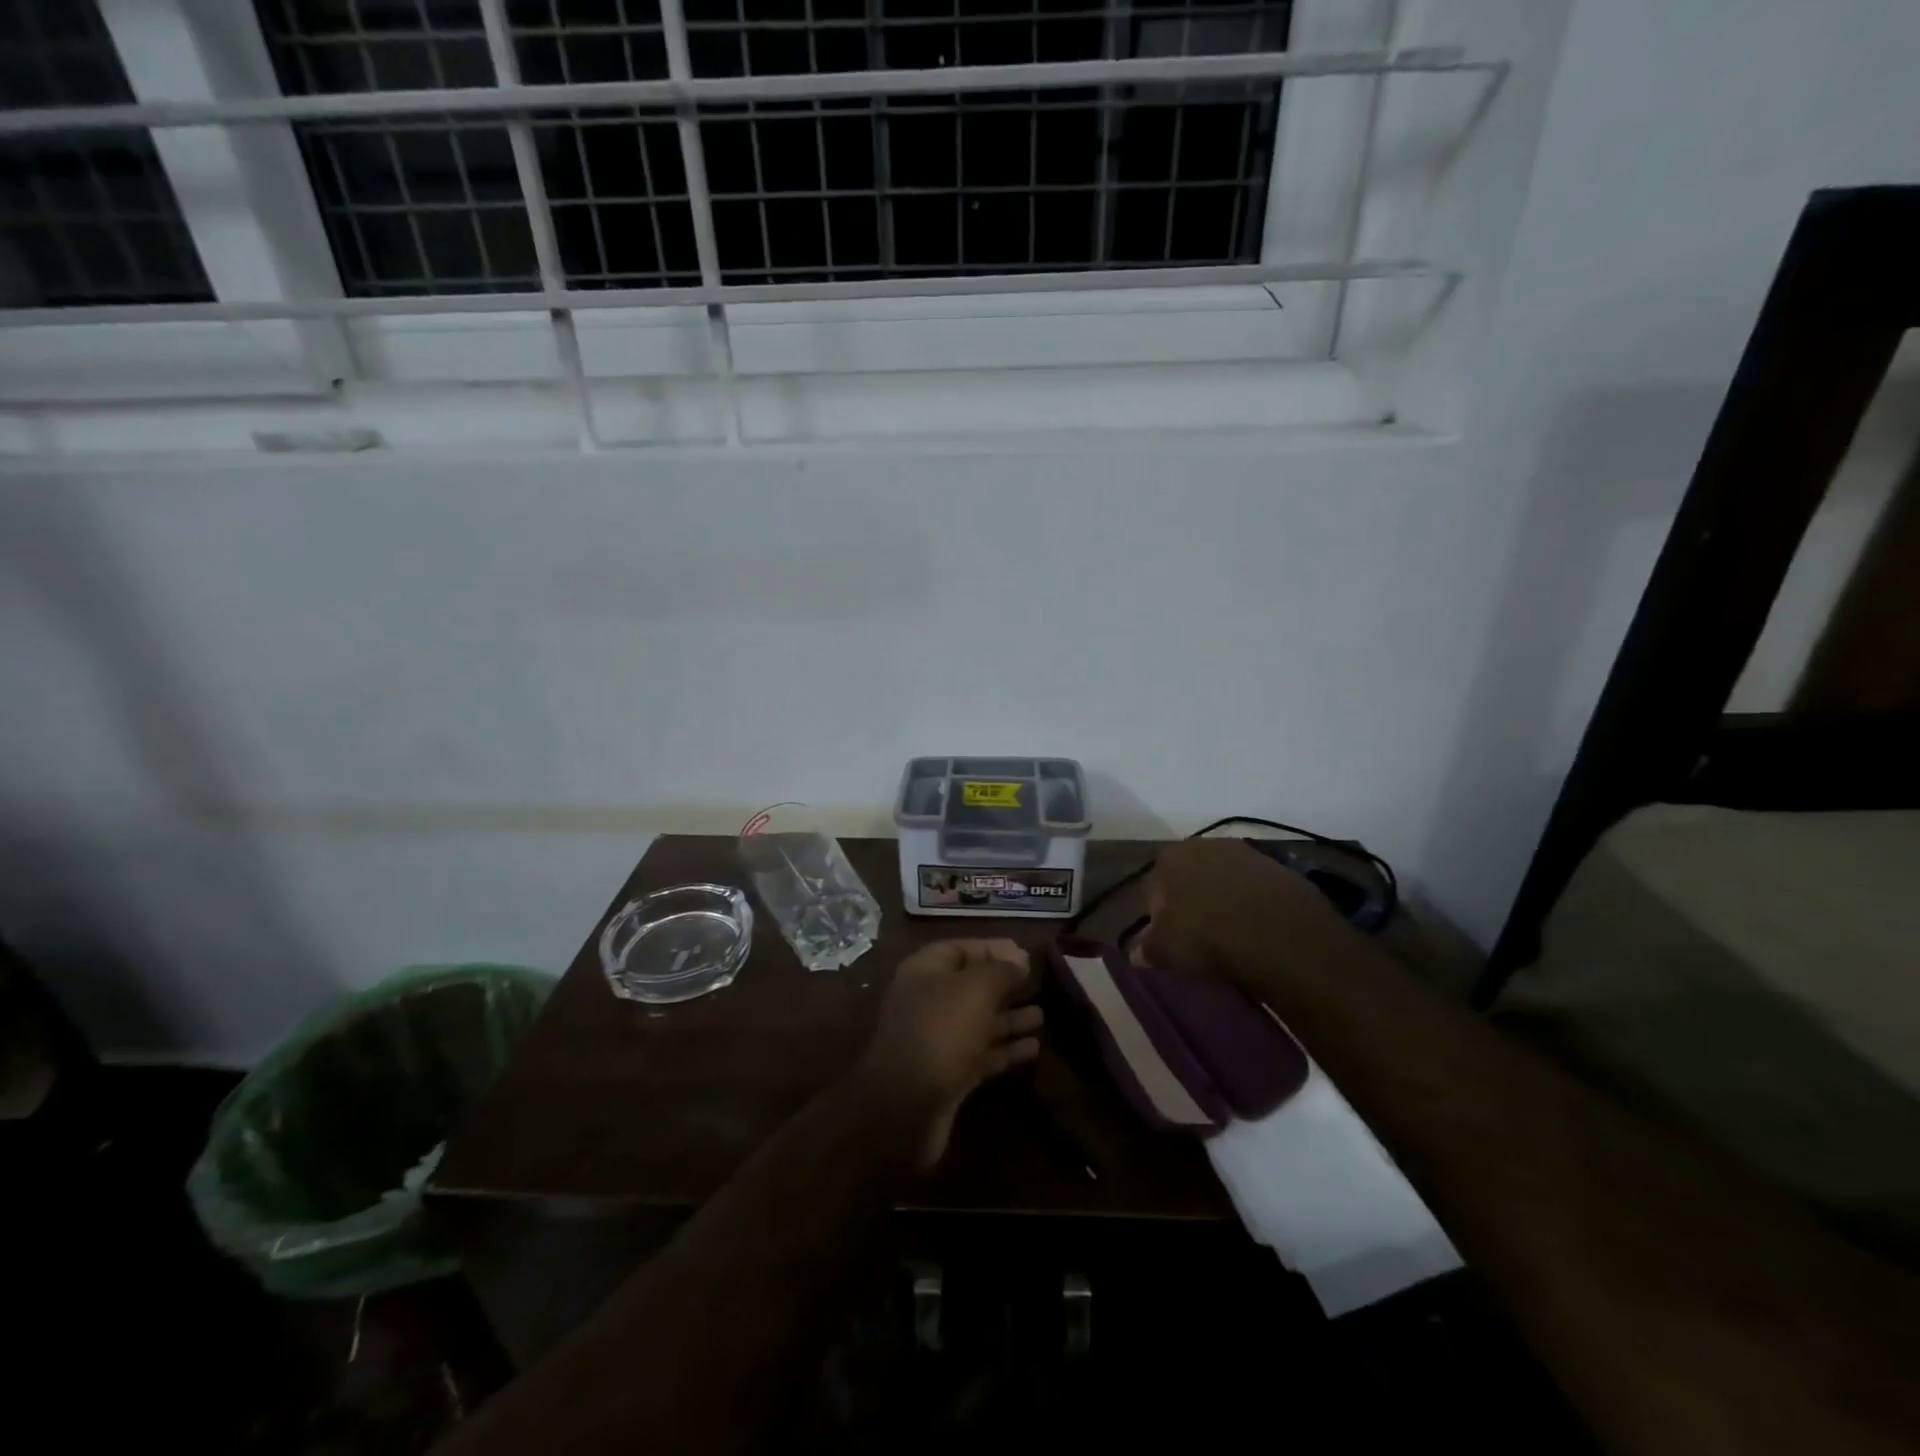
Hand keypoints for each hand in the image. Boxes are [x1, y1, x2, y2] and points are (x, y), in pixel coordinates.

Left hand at [856, 939, 1042, 1167]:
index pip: (961, 949)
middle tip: (1037, 983)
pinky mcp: (948, 1074)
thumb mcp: (976, 989)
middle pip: (970, 986)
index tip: (1025, 954)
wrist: (907, 1105)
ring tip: (1041, 1016)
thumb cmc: (941, 1030)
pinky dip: (1006, 1049)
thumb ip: (1001, 971)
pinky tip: (1034, 1047)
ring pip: (978, 1021)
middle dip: (1003, 985)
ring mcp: (937, 1040)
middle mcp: (928, 1001)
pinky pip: (981, 1053)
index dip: (992, 949)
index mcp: (924, 971)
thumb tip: (1019, 960)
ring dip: (1009, 1018)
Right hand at [1138, 837, 1355, 987]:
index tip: (1169, 939)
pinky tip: (1258, 931)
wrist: (1281, 935)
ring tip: (1232, 935)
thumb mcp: (1165, 950)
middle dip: (1192, 902)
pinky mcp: (1281, 869)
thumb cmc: (1209, 937)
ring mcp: (1247, 853)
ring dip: (1225, 901)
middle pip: (1191, 877)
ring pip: (1225, 881)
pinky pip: (1256, 890)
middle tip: (1199, 936)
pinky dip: (1254, 906)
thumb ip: (1145, 948)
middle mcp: (1206, 844)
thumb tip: (1136, 953)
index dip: (1159, 915)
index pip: (1154, 886)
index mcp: (1171, 857)